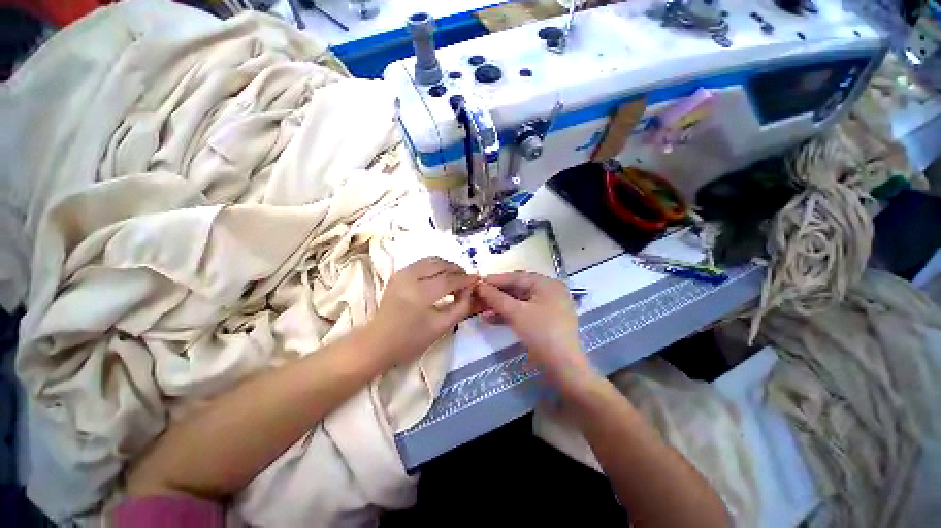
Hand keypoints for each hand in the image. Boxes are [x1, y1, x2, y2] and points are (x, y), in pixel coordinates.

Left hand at [365, 257, 477, 371]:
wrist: (378, 342)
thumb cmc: (411, 340)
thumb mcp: (441, 327)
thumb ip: (461, 307)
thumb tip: (471, 290)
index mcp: (421, 293)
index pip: (449, 280)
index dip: (465, 279)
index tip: (477, 280)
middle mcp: (410, 277)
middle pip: (440, 264)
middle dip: (457, 269)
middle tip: (466, 280)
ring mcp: (402, 273)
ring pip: (431, 260)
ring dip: (446, 266)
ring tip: (454, 278)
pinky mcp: (398, 274)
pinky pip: (421, 263)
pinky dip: (434, 266)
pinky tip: (439, 277)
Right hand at [474, 272, 595, 388]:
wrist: (563, 368)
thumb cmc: (541, 333)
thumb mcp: (516, 313)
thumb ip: (496, 297)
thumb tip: (479, 285)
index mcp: (547, 284)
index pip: (517, 277)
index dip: (496, 280)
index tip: (477, 282)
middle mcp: (549, 292)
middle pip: (518, 289)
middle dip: (497, 294)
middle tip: (477, 295)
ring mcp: (548, 308)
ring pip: (519, 302)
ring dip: (500, 305)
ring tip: (480, 309)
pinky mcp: (544, 322)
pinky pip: (523, 313)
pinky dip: (508, 315)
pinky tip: (490, 319)